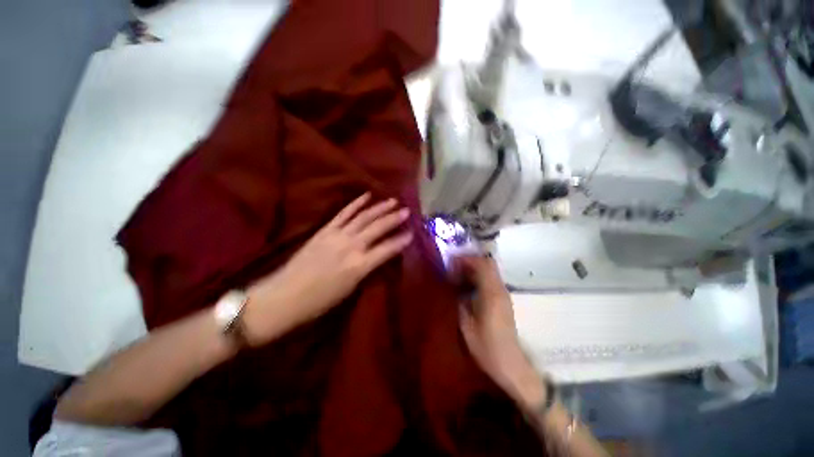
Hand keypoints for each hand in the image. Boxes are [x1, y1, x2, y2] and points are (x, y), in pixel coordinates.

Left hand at [243, 193, 412, 345]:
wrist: (283, 297)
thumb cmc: (319, 302)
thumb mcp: (350, 290)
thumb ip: (366, 270)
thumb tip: (378, 257)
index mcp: (358, 266)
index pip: (386, 249)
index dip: (400, 241)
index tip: (411, 234)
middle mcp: (350, 247)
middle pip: (377, 228)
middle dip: (393, 219)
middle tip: (406, 211)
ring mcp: (336, 236)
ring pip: (362, 217)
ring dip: (379, 208)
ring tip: (392, 201)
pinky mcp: (324, 230)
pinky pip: (343, 214)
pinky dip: (355, 204)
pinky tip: (366, 196)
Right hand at [456, 256, 544, 408]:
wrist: (510, 364)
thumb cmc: (487, 347)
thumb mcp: (466, 325)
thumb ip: (460, 302)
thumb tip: (455, 287)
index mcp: (492, 294)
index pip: (482, 264)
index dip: (466, 260)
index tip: (451, 264)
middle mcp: (500, 290)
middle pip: (487, 264)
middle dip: (469, 262)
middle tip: (453, 269)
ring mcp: (503, 294)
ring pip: (489, 271)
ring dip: (473, 269)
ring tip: (457, 278)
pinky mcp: (503, 300)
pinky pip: (490, 280)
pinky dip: (477, 278)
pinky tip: (466, 288)